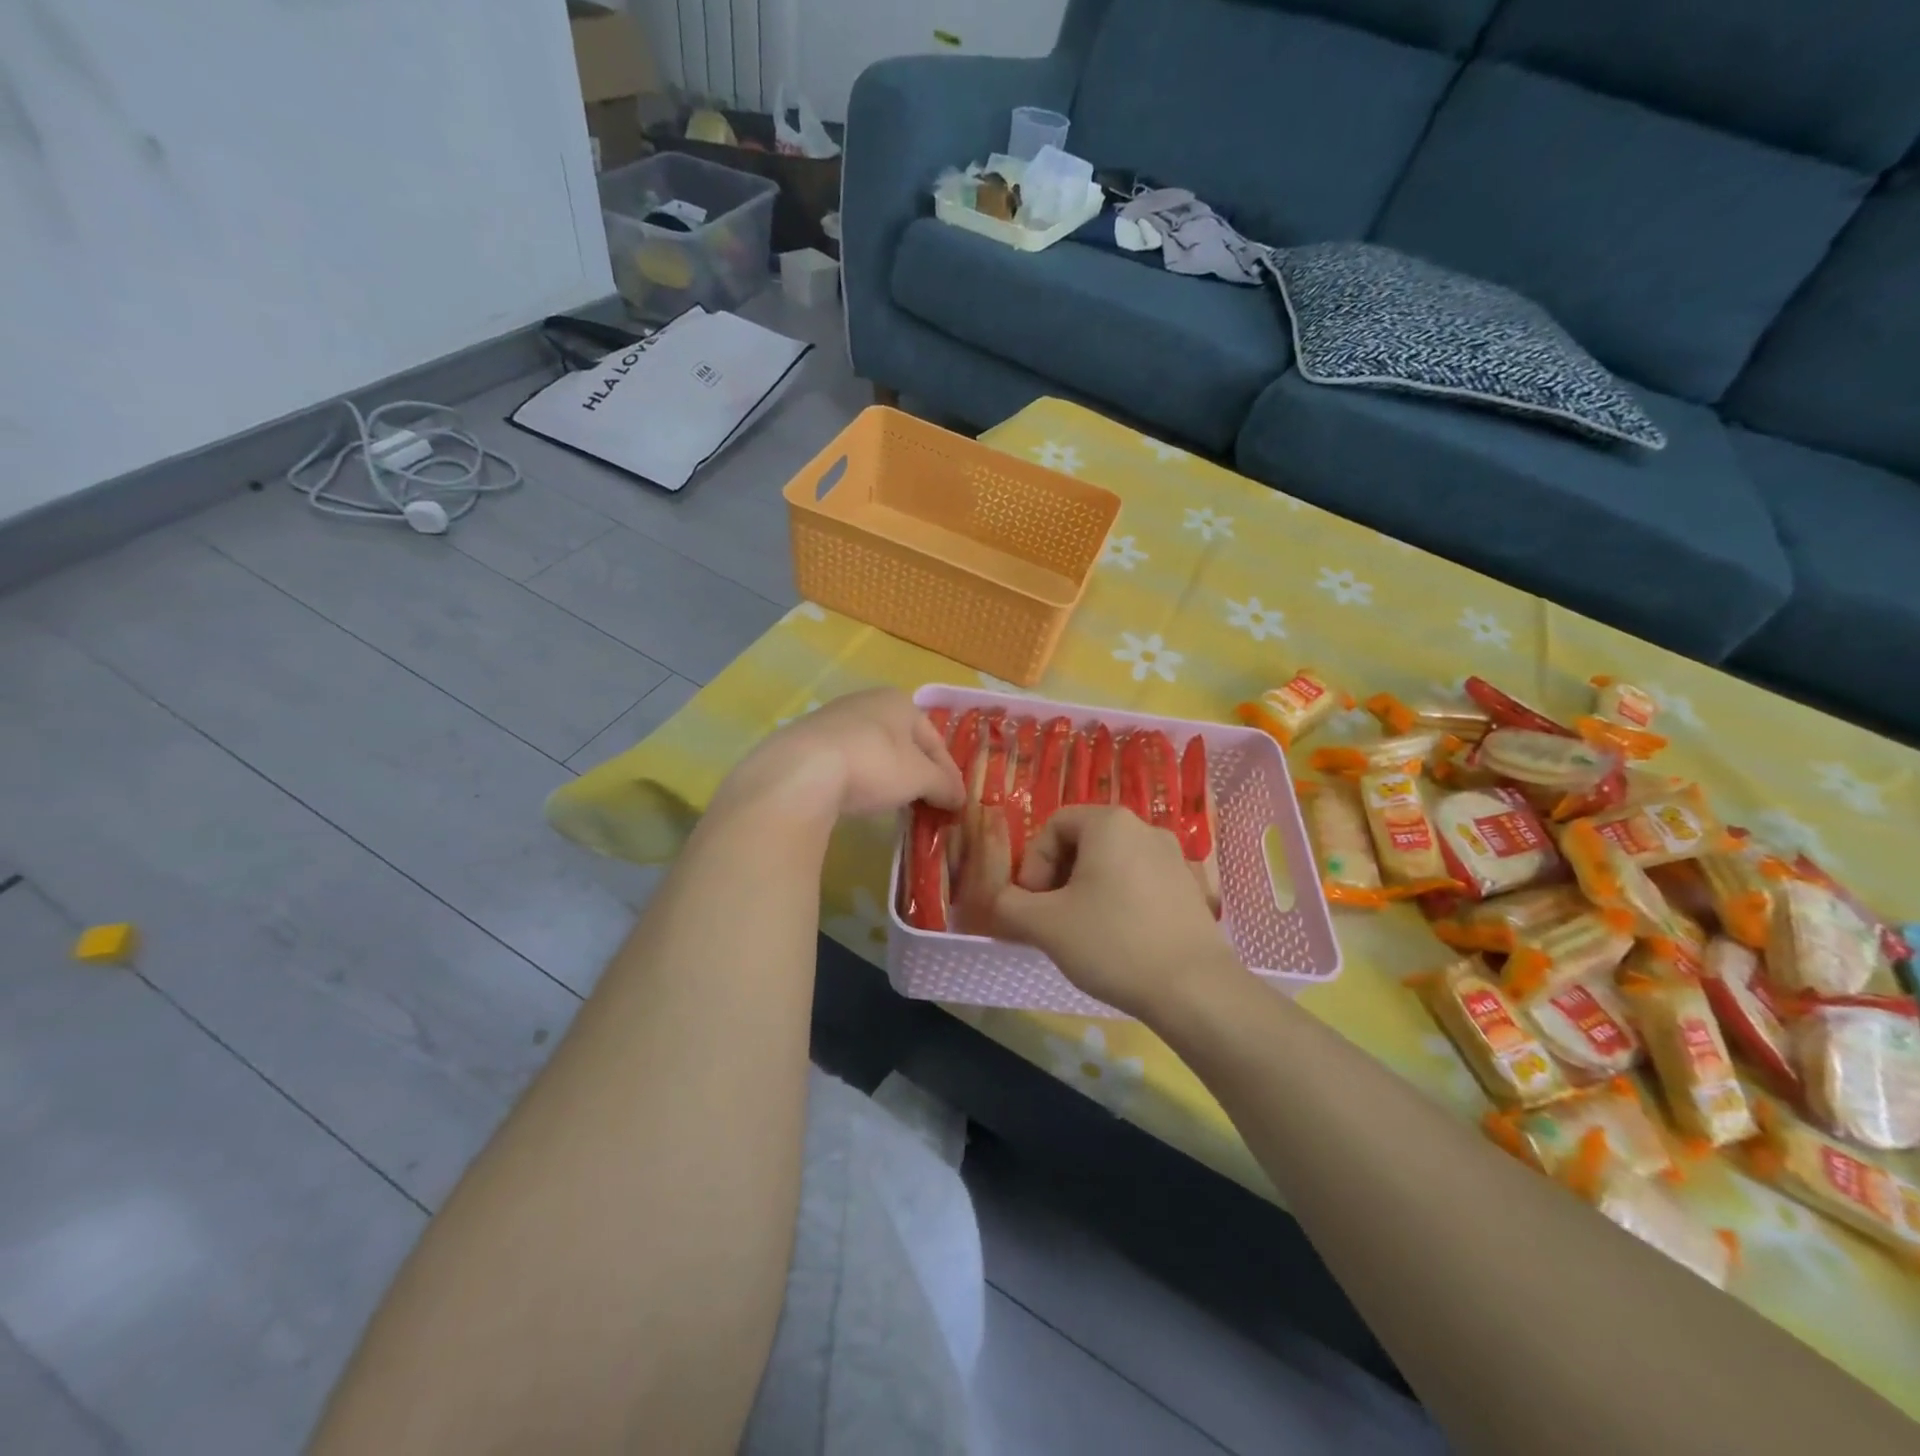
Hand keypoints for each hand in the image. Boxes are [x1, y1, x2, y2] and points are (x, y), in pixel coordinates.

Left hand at [715, 688, 965, 825]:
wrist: (801, 771)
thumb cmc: (874, 764)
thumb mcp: (919, 777)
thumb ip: (943, 785)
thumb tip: (959, 798)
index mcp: (899, 701)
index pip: (934, 739)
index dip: (947, 772)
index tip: (954, 801)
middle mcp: (866, 701)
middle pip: (903, 742)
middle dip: (917, 772)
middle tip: (926, 803)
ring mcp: (832, 719)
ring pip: (873, 750)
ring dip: (887, 775)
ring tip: (894, 804)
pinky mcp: (805, 741)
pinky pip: (845, 760)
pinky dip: (858, 778)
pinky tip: (857, 798)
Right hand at [991, 807, 1240, 1022]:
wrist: (1195, 989)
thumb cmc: (1113, 943)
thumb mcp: (1044, 924)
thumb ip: (1008, 904)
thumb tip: (1002, 901)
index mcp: (1110, 822)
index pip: (1053, 826)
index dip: (1033, 864)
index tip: (1033, 905)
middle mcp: (1145, 828)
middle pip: (1083, 843)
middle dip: (1058, 878)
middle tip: (1051, 920)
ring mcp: (1174, 857)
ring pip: (1111, 865)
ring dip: (1086, 892)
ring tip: (1082, 933)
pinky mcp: (1190, 888)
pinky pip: (1139, 883)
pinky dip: (1118, 902)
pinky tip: (1118, 941)